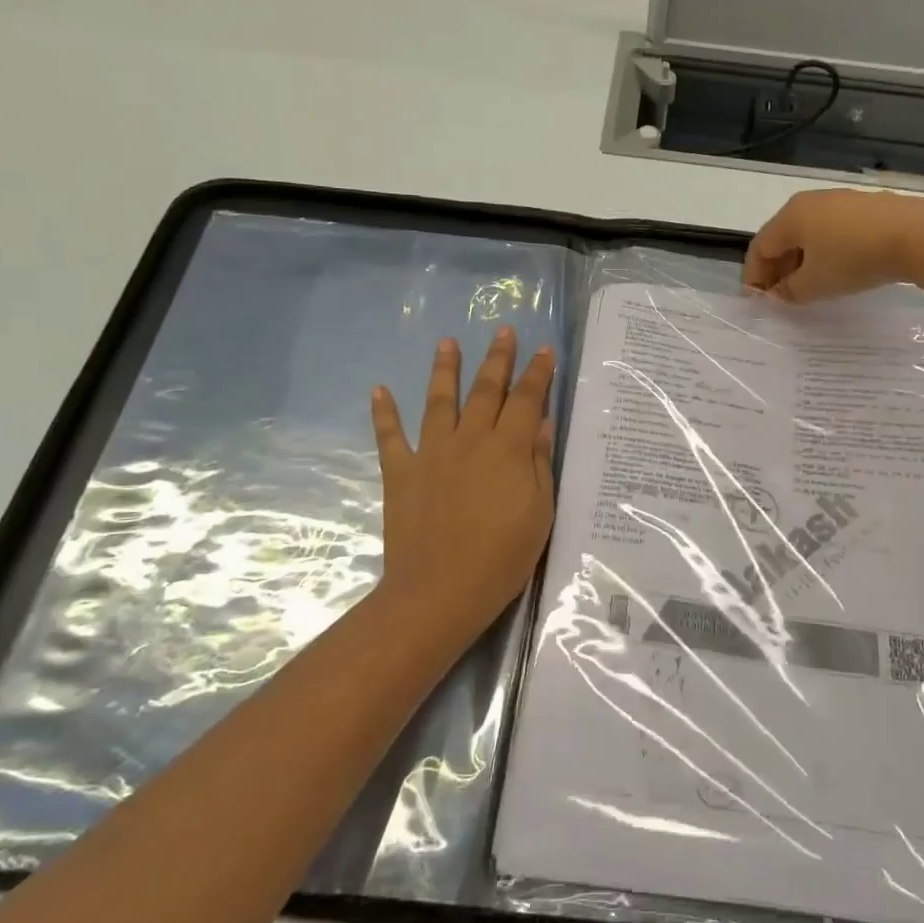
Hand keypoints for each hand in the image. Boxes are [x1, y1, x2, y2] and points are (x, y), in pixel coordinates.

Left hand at [370, 327, 556, 635]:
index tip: (544, 349)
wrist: (440, 591)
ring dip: (444, 369)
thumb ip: (539, 464)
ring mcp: (431, 453)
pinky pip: (390, 436)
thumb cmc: (501, 557)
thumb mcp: (538, 512)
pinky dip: (384, 412)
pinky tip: (379, 389)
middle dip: (497, 359)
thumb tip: (542, 424)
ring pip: (439, 401)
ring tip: (446, 342)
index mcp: (507, 449)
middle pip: (485, 390)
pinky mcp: (401, 473)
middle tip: (502, 331)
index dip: (537, 373)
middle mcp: (469, 440)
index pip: (527, 400)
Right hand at [743, 189, 923, 301]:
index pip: (760, 248)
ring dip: (802, 260)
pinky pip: (833, 230)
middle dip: (778, 268)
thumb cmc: (852, 259)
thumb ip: (789, 291)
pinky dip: (826, 251)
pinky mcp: (866, 206)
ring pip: (809, 233)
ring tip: (809, 286)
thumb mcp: (814, 284)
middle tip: (781, 296)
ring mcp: (840, 200)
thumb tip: (779, 292)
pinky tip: (837, 270)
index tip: (757, 301)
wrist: (916, 234)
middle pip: (783, 238)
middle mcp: (810, 202)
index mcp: (790, 217)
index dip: (754, 276)